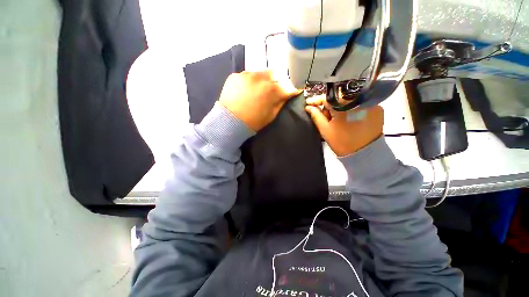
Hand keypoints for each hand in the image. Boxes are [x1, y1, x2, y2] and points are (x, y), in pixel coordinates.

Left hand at [219, 70, 300, 131]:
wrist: (230, 121)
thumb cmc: (253, 121)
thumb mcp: (271, 115)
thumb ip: (280, 102)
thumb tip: (288, 94)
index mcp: (271, 89)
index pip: (286, 86)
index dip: (290, 90)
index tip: (293, 91)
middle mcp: (260, 77)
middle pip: (274, 75)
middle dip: (275, 82)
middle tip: (271, 91)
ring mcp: (246, 74)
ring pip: (260, 73)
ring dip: (262, 80)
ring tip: (257, 90)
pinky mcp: (235, 75)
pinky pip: (247, 75)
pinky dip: (249, 81)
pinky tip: (246, 90)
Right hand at [305, 97, 383, 156]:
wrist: (364, 153)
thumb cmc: (341, 142)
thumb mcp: (325, 129)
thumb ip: (316, 116)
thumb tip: (308, 107)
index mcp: (343, 105)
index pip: (326, 98)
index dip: (316, 101)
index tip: (308, 103)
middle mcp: (358, 100)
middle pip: (338, 98)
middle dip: (330, 107)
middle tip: (327, 118)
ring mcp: (370, 103)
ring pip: (349, 100)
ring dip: (341, 108)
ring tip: (339, 121)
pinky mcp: (377, 108)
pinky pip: (359, 105)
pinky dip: (352, 110)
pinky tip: (350, 120)